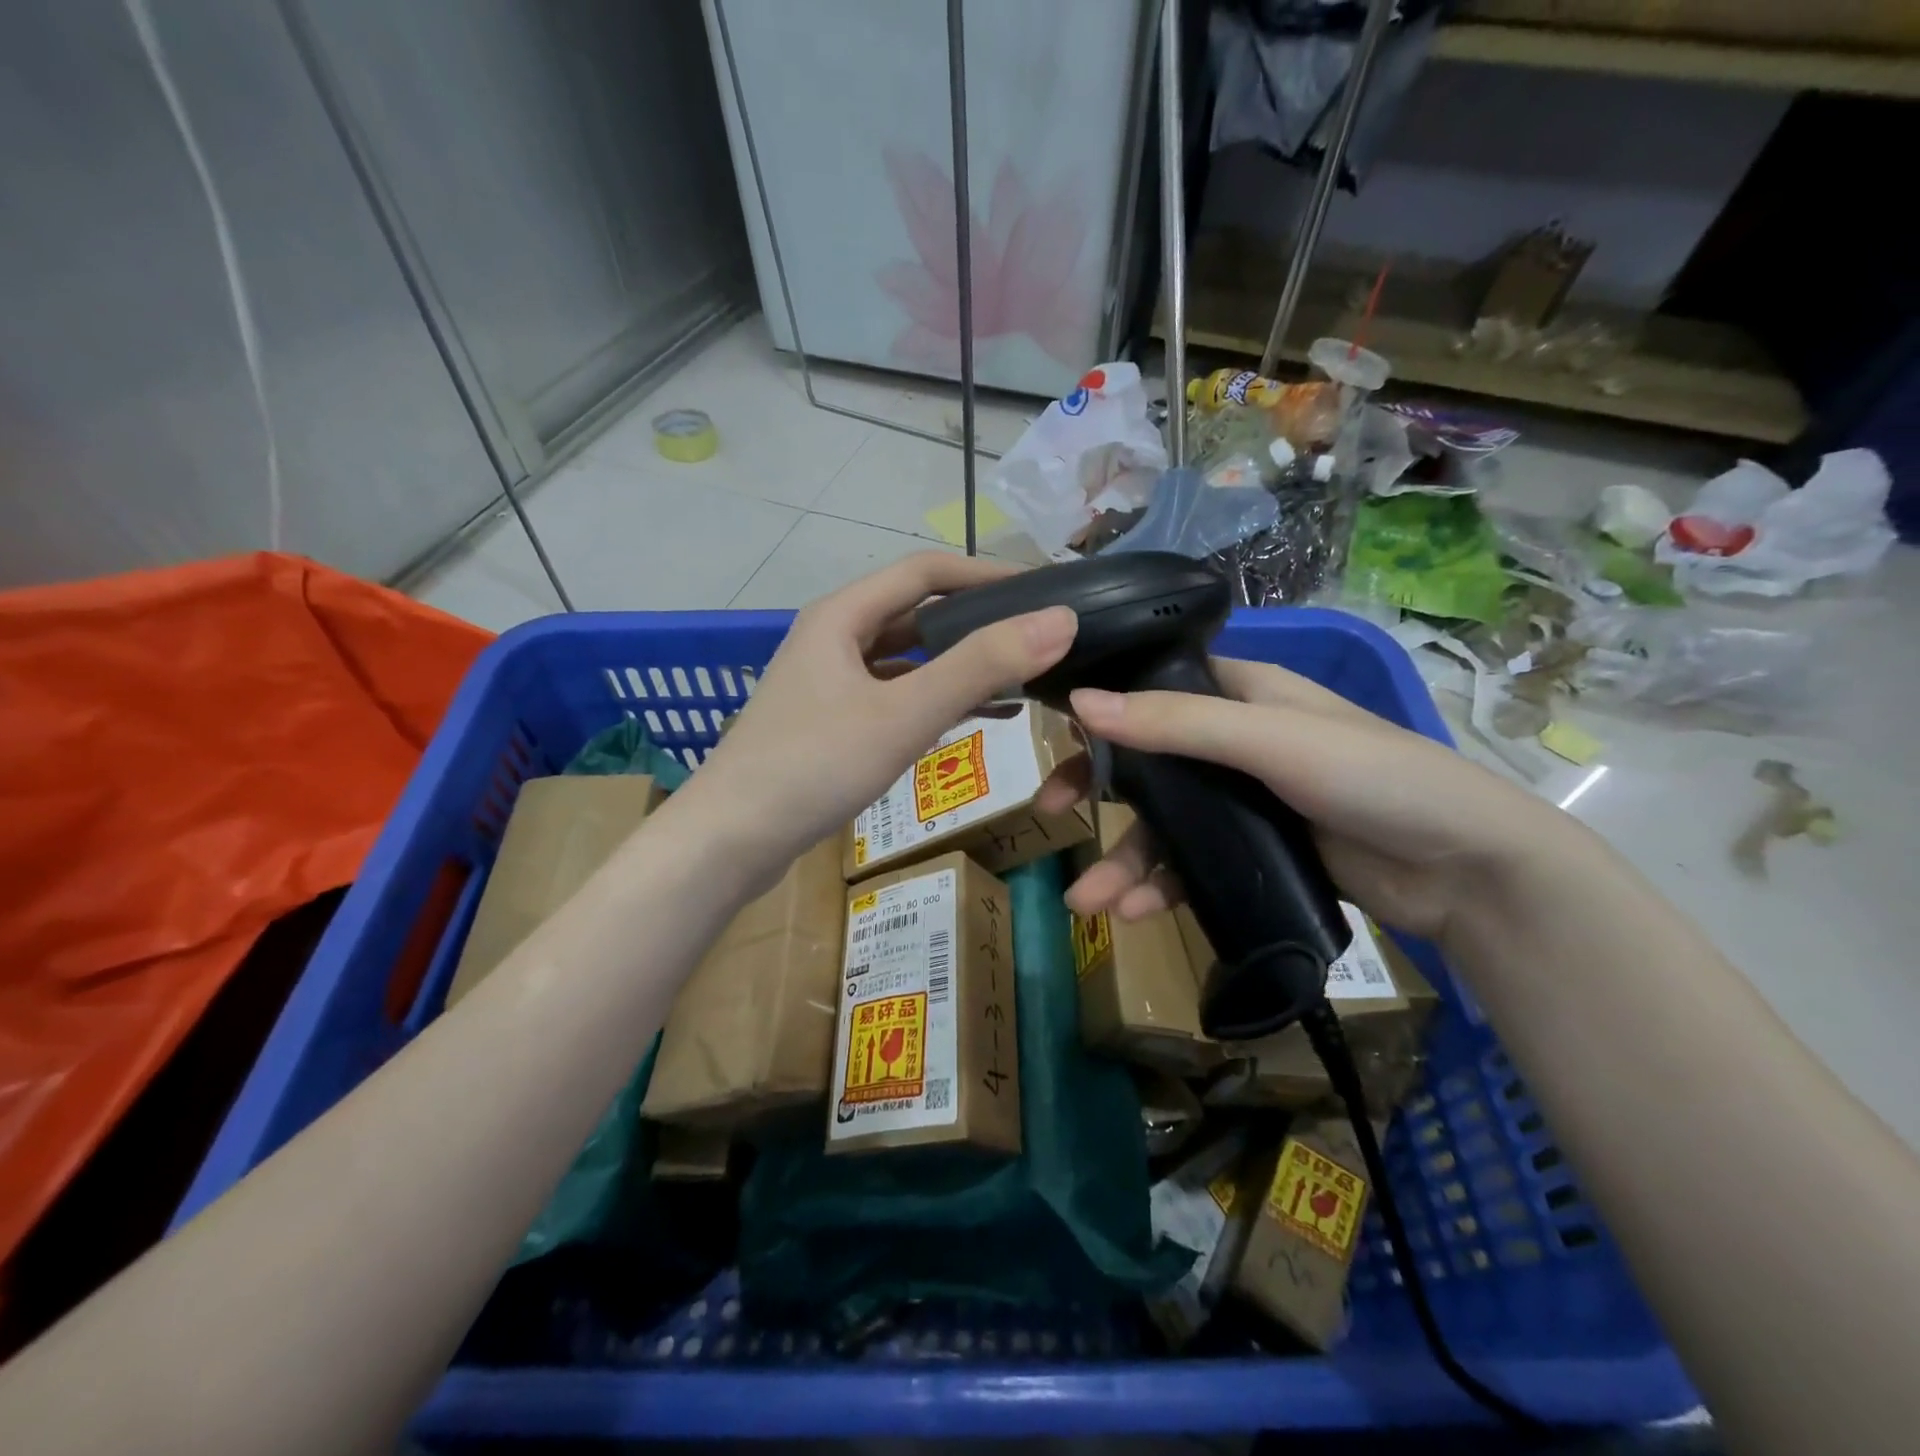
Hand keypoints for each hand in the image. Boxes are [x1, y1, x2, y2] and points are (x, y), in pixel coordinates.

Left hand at [677, 553, 1076, 888]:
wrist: (730, 841)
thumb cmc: (814, 765)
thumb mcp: (904, 713)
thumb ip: (980, 666)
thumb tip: (1059, 620)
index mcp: (842, 614)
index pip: (925, 570)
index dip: (986, 574)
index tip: (1042, 592)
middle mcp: (833, 637)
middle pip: (915, 612)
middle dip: (976, 621)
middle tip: (1035, 638)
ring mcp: (828, 681)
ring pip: (906, 658)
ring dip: (957, 664)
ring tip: (1016, 679)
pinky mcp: (829, 721)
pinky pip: (893, 696)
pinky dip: (933, 700)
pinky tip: (972, 719)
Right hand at [1042, 656, 1589, 948]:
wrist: (1466, 869)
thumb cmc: (1374, 776)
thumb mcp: (1270, 739)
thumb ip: (1176, 723)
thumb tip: (1081, 703)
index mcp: (1240, 693)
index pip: (1153, 687)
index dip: (1102, 708)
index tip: (1055, 735)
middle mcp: (1235, 739)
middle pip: (1147, 761)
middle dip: (1098, 793)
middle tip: (1049, 814)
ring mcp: (1244, 799)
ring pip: (1165, 823)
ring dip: (1125, 860)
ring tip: (1090, 902)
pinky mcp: (1256, 851)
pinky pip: (1192, 864)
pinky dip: (1163, 885)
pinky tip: (1138, 912)